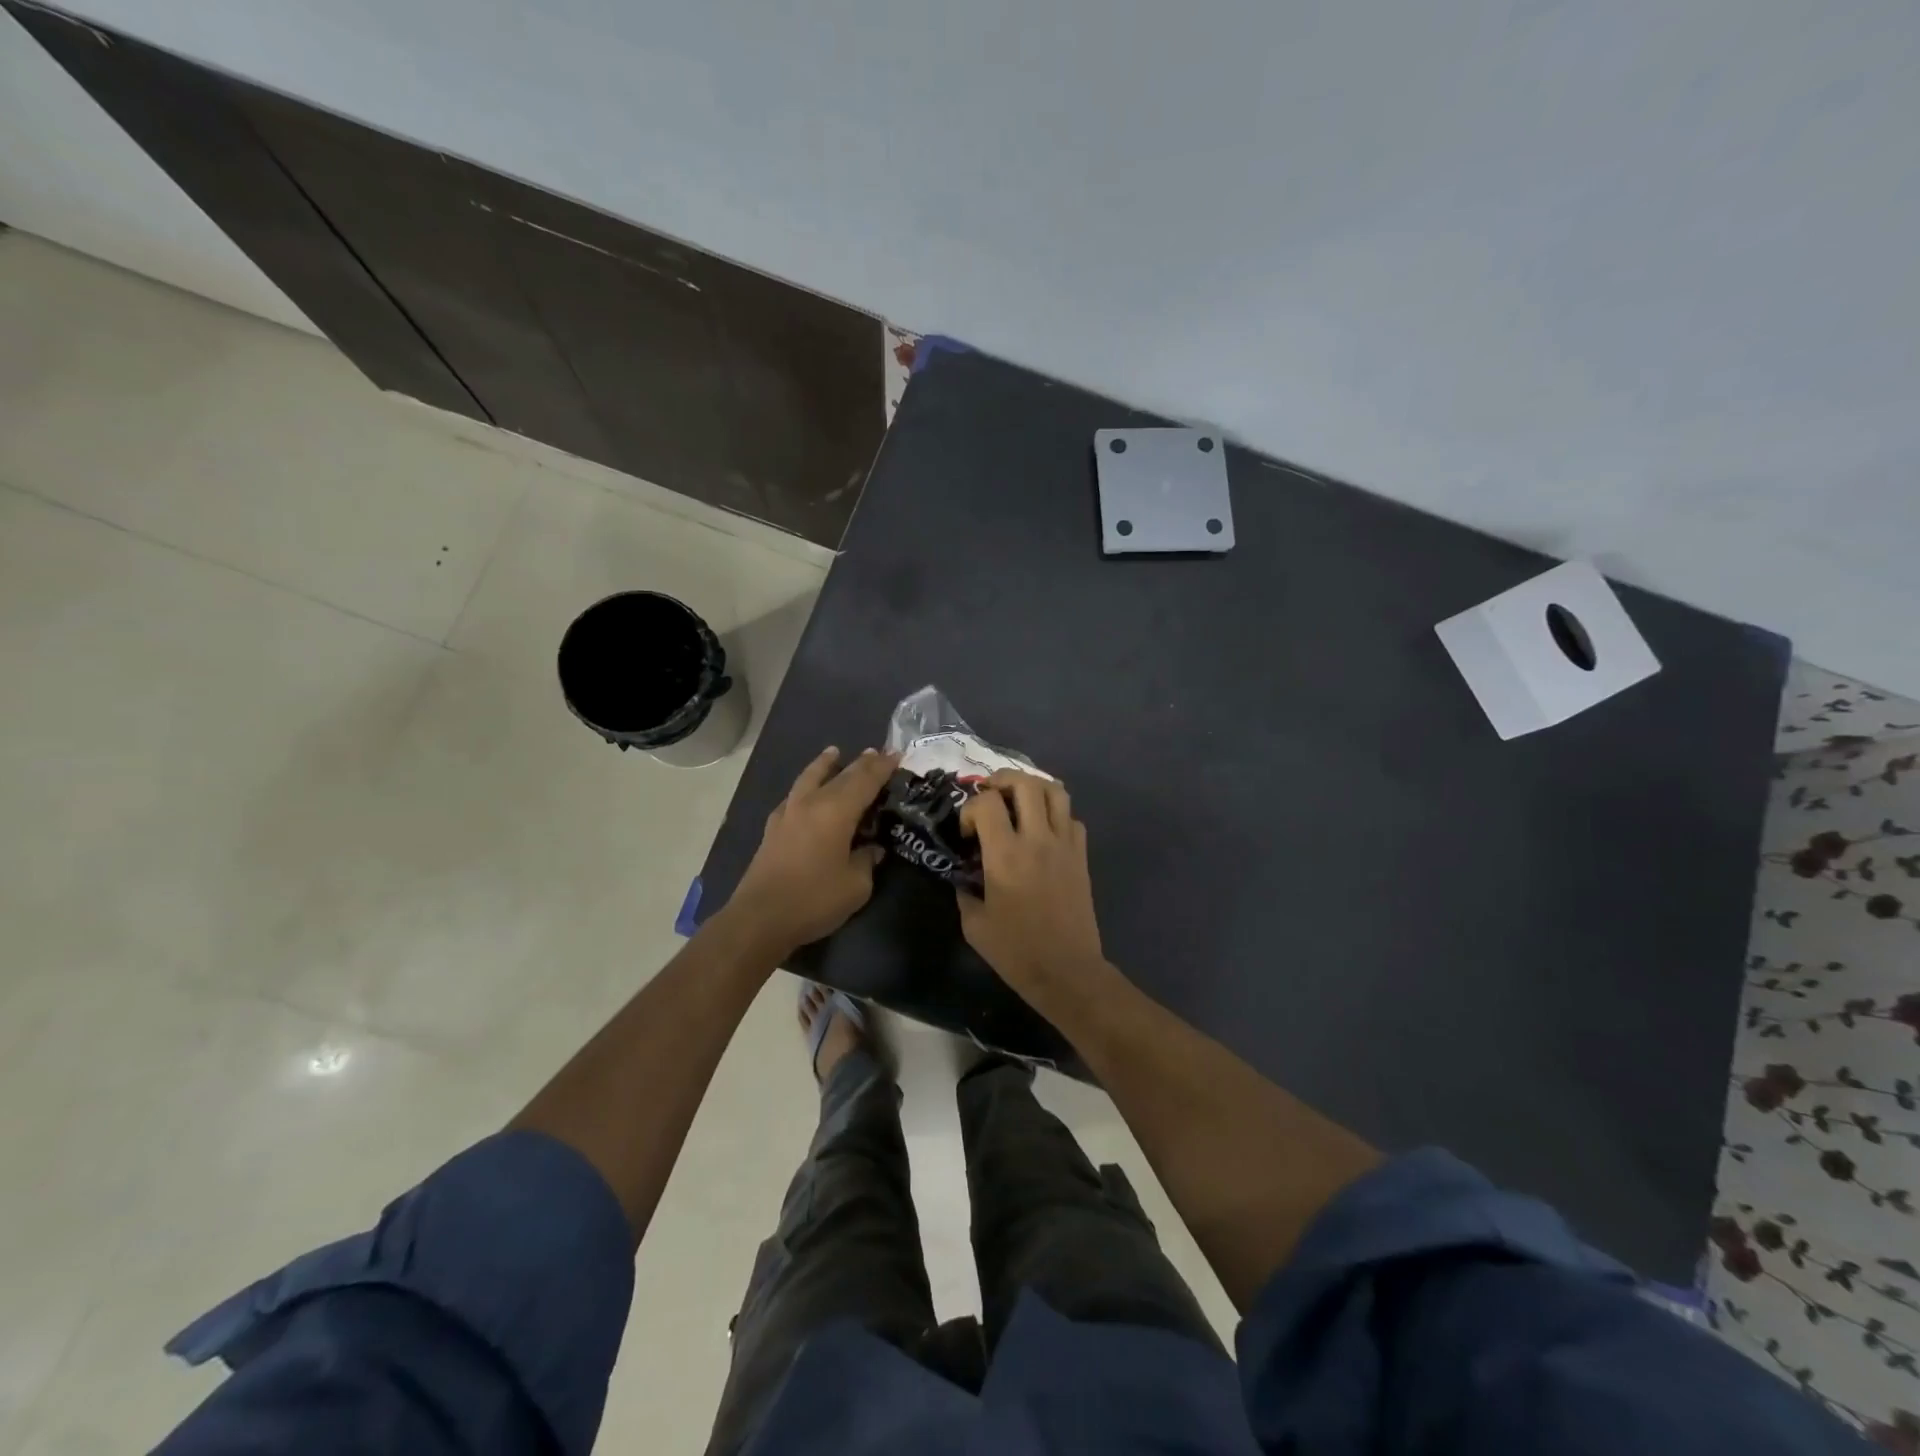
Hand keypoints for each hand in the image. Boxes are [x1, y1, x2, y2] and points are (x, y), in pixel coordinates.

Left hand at [726, 746, 898, 956]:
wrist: (760, 919)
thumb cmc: (814, 899)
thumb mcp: (856, 885)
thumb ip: (867, 860)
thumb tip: (872, 849)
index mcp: (836, 811)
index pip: (865, 780)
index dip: (882, 767)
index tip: (897, 755)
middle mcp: (811, 803)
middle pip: (840, 775)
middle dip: (861, 763)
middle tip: (876, 753)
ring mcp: (788, 814)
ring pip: (809, 778)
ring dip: (825, 764)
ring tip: (833, 753)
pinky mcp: (773, 829)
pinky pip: (794, 796)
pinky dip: (806, 786)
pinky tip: (807, 792)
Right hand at [957, 769, 1106, 1004]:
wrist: (1066, 971)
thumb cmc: (1016, 951)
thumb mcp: (974, 924)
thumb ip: (965, 891)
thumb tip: (964, 876)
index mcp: (1005, 855)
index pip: (987, 802)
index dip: (971, 808)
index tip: (967, 832)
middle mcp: (1037, 840)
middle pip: (1025, 784)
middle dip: (1002, 781)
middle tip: (991, 795)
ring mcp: (1064, 845)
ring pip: (1056, 791)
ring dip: (1033, 788)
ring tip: (1018, 802)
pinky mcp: (1081, 856)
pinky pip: (1071, 818)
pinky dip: (1056, 814)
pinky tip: (1043, 831)